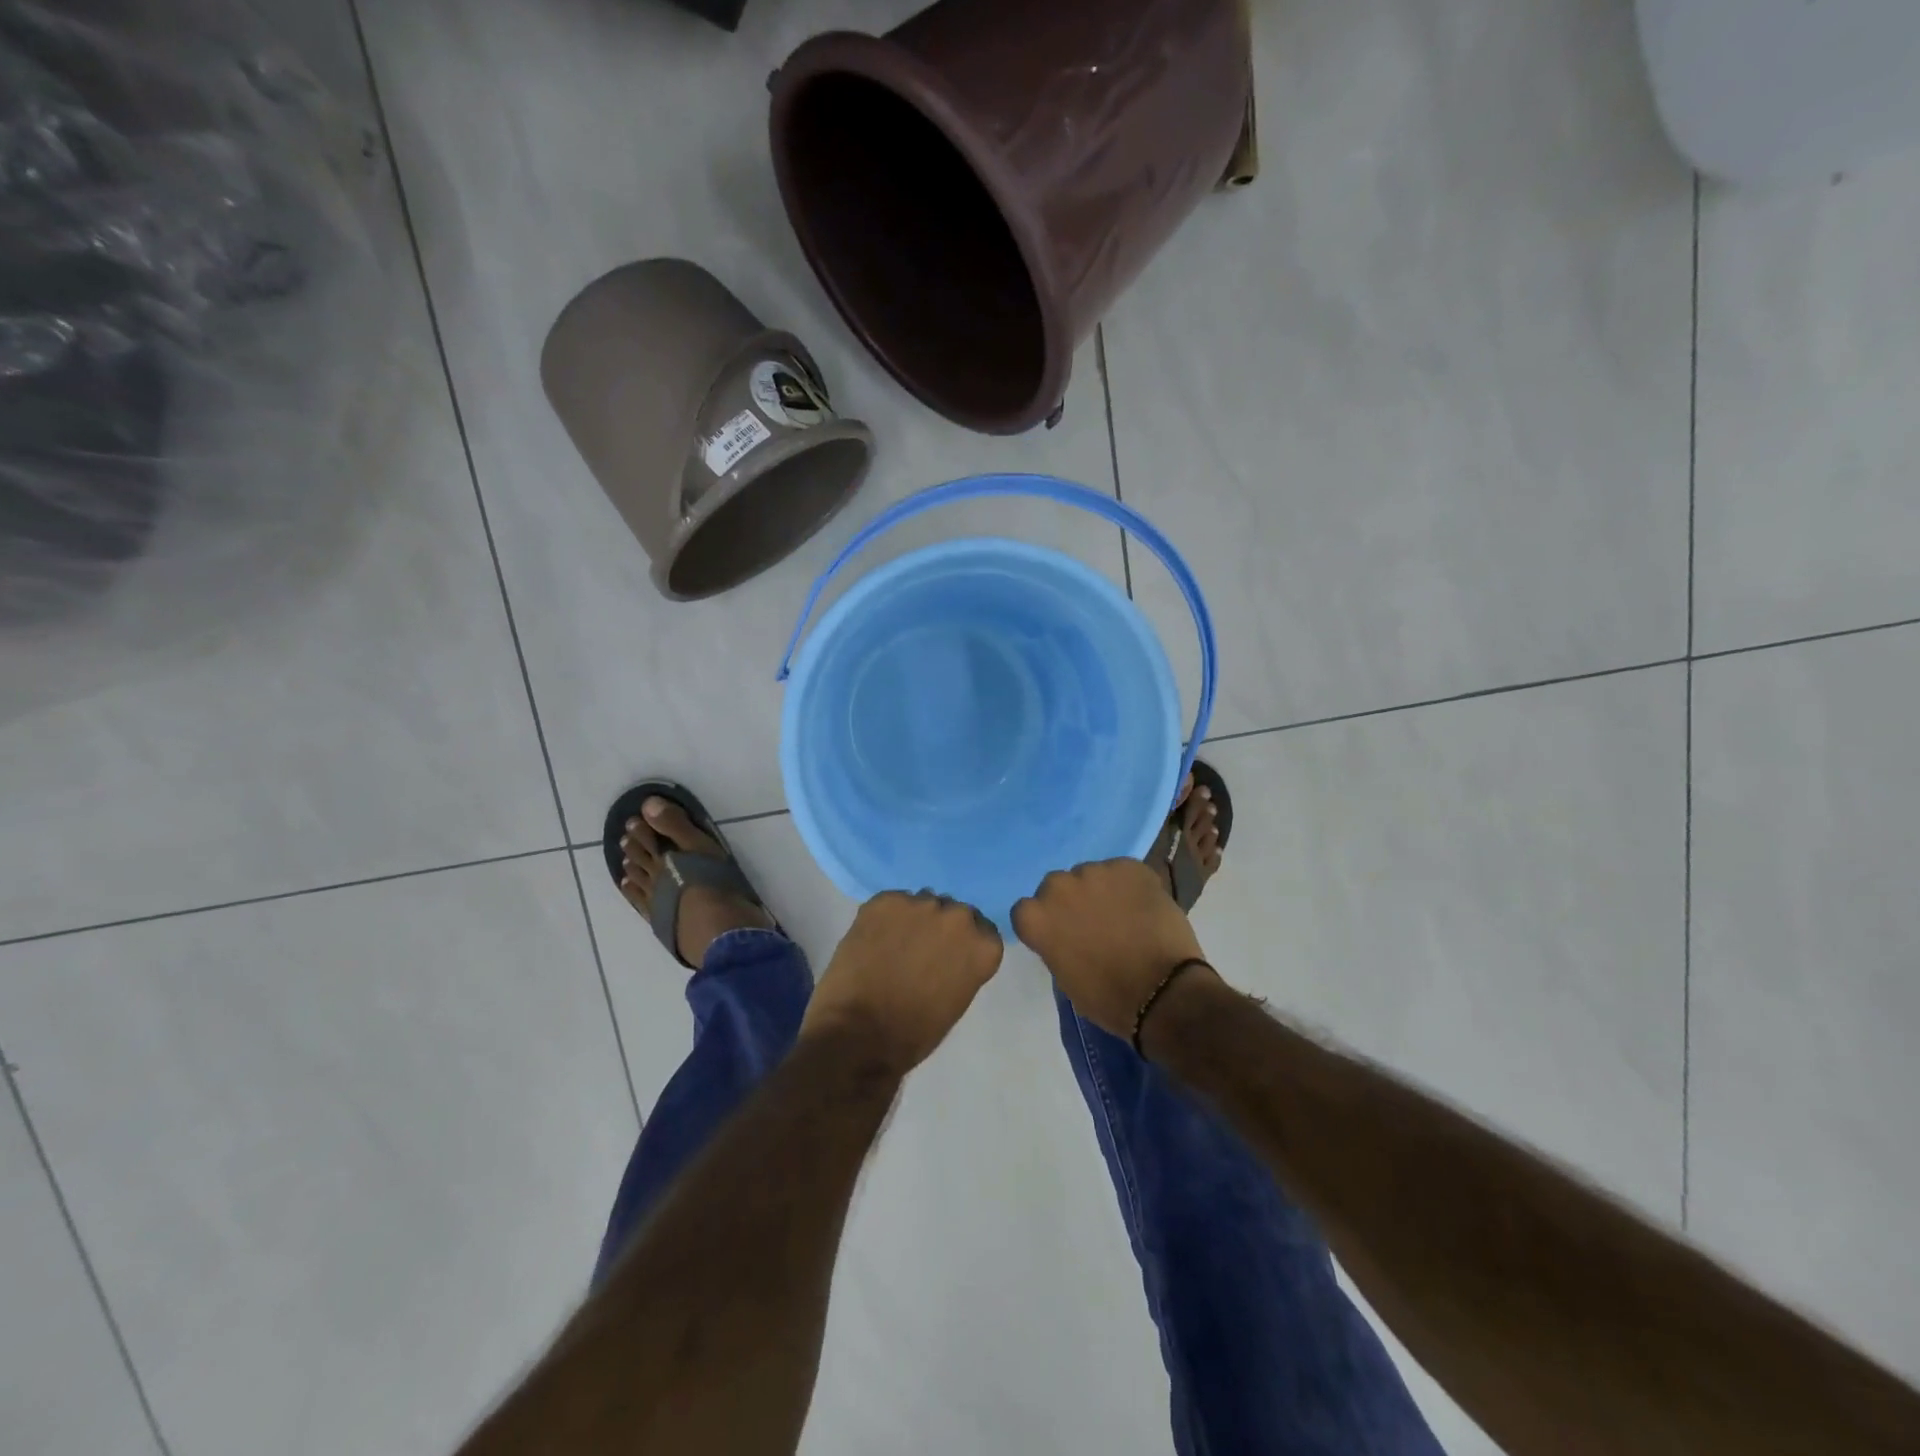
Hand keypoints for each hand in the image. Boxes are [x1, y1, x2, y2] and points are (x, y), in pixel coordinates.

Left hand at [802, 891, 1003, 1073]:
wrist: (861, 1033)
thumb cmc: (915, 1031)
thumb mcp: (956, 999)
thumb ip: (961, 964)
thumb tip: (946, 951)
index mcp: (982, 945)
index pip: (982, 928)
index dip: (963, 940)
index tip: (949, 955)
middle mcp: (957, 916)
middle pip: (952, 911)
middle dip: (939, 926)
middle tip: (919, 950)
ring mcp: (920, 904)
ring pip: (920, 903)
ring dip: (912, 920)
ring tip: (892, 946)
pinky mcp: (884, 901)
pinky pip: (890, 903)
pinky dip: (884, 919)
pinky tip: (872, 942)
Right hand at [1012, 859, 1213, 1039]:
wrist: (1162, 993)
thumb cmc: (1107, 997)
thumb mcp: (1065, 976)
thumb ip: (1056, 943)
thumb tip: (1067, 934)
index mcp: (1036, 917)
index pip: (1026, 909)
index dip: (1045, 921)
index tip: (1061, 935)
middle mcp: (1059, 886)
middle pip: (1057, 886)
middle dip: (1071, 900)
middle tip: (1094, 923)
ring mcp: (1095, 871)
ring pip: (1092, 875)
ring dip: (1102, 891)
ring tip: (1125, 915)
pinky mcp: (1130, 866)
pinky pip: (1123, 872)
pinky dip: (1131, 886)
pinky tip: (1144, 908)